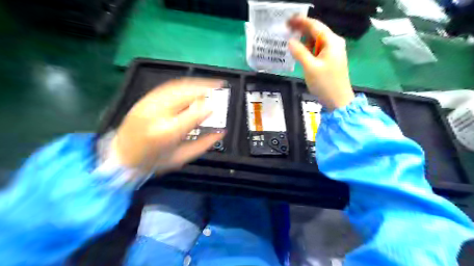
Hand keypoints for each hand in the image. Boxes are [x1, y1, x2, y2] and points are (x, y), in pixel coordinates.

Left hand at [113, 78, 226, 174]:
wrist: (121, 157)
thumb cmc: (153, 161)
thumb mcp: (181, 158)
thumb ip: (203, 145)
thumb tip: (221, 131)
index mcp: (168, 133)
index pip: (193, 115)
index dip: (208, 108)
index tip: (217, 107)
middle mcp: (157, 114)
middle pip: (185, 94)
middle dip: (205, 87)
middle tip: (219, 85)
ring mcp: (148, 104)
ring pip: (176, 86)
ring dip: (195, 82)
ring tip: (209, 82)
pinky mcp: (144, 99)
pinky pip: (166, 87)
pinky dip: (183, 84)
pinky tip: (192, 85)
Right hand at [287, 15, 353, 109]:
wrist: (338, 100)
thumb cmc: (325, 83)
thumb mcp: (310, 67)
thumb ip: (299, 52)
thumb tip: (290, 41)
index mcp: (331, 42)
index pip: (315, 26)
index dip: (301, 22)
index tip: (288, 21)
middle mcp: (334, 44)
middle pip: (316, 32)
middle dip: (302, 31)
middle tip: (286, 30)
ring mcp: (333, 52)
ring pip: (316, 42)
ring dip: (304, 41)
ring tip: (291, 42)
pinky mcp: (330, 61)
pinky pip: (318, 51)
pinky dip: (308, 50)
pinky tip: (300, 53)